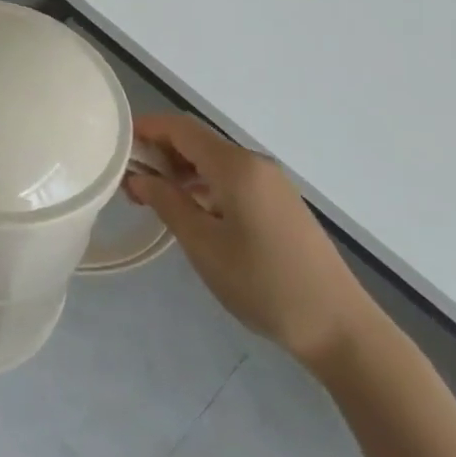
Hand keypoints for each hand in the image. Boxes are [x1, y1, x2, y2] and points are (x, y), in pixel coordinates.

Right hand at [125, 114, 376, 371]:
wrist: (340, 328)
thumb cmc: (264, 284)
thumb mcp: (203, 245)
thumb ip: (166, 203)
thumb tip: (137, 177)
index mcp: (235, 166)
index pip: (180, 128)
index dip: (146, 128)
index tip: (114, 142)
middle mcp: (254, 163)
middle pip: (197, 141)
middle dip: (159, 151)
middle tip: (128, 179)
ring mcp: (271, 183)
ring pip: (214, 161)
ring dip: (180, 170)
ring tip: (152, 198)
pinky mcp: (280, 203)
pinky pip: (231, 178)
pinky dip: (203, 184)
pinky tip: (190, 211)